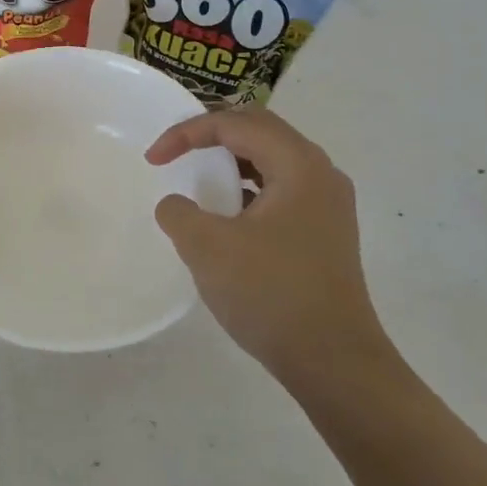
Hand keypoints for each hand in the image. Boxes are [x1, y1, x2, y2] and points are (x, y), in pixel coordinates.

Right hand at [146, 109, 396, 400]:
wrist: (333, 361)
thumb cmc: (270, 293)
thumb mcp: (207, 247)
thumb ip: (179, 212)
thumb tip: (176, 206)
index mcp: (299, 165)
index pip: (237, 124)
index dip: (187, 133)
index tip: (153, 159)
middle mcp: (320, 174)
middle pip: (260, 131)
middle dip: (211, 136)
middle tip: (175, 152)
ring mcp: (328, 205)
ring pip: (272, 161)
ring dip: (230, 162)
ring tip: (197, 180)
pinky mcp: (324, 233)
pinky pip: (280, 190)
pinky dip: (247, 189)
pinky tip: (227, 217)